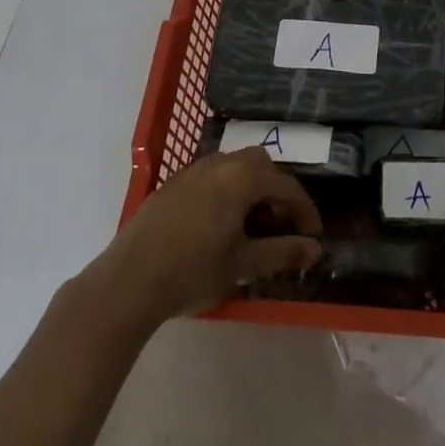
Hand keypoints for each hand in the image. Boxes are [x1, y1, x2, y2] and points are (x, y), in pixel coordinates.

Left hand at [84, 146, 322, 331]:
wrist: (128, 282)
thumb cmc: (193, 272)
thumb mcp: (244, 265)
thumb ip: (283, 252)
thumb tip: (316, 250)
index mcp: (241, 178)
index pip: (286, 185)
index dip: (304, 210)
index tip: (313, 236)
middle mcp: (219, 164)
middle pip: (260, 165)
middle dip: (277, 191)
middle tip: (281, 224)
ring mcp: (191, 171)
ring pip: (233, 167)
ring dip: (251, 188)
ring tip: (252, 223)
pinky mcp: (171, 185)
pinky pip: (210, 176)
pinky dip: (226, 190)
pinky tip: (219, 223)